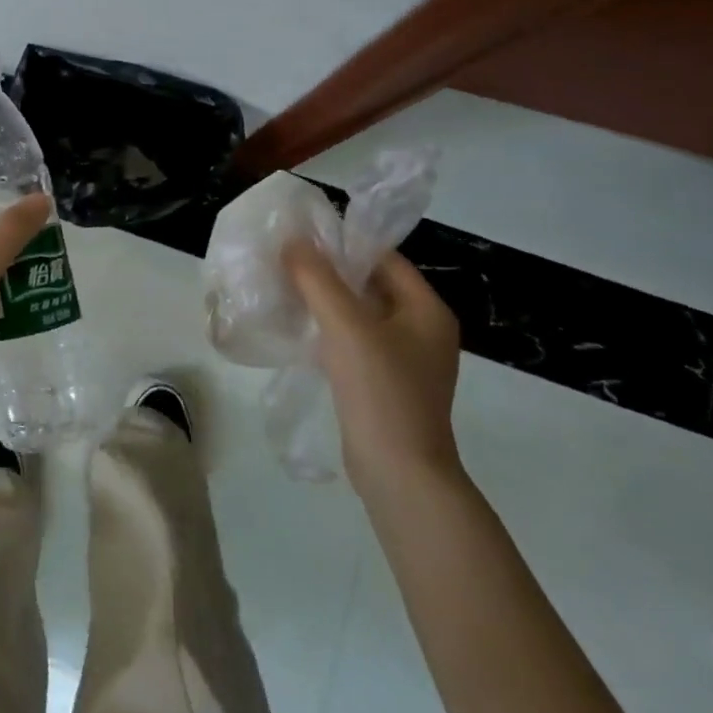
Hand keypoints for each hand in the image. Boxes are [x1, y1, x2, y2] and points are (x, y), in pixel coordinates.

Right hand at [284, 240, 462, 494]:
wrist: (400, 473)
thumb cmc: (381, 391)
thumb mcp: (347, 326)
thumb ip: (318, 279)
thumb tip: (294, 240)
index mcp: (426, 310)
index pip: (384, 259)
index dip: (345, 244)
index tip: (302, 238)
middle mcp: (422, 330)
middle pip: (372, 286)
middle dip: (330, 273)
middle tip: (286, 262)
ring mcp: (404, 360)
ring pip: (360, 315)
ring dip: (326, 302)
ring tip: (285, 290)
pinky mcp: (385, 384)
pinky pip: (355, 343)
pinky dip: (329, 331)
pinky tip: (299, 330)